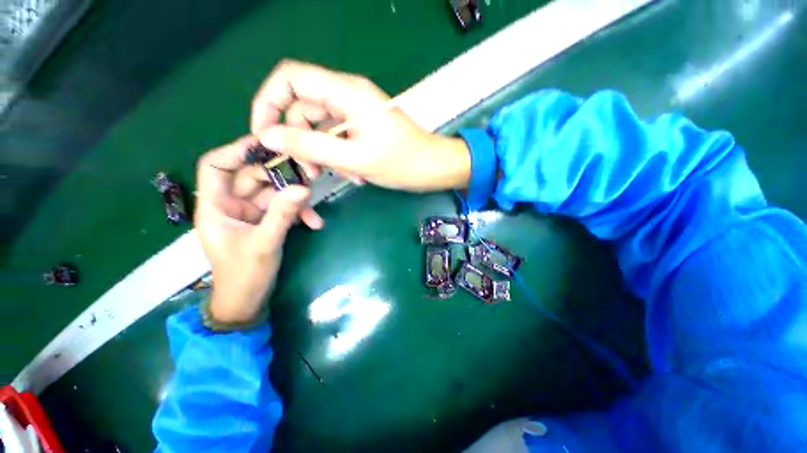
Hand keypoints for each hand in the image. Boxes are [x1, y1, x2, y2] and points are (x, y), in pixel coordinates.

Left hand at [195, 136, 322, 323]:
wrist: (248, 300)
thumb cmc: (244, 275)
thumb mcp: (264, 243)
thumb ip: (282, 215)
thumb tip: (302, 188)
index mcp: (215, 206)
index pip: (216, 166)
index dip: (237, 151)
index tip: (268, 145)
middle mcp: (231, 204)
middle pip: (253, 176)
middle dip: (280, 177)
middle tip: (306, 177)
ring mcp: (251, 212)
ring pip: (273, 192)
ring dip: (294, 198)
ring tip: (313, 206)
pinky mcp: (265, 221)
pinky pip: (282, 207)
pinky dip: (298, 212)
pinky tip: (315, 222)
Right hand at [251, 60, 471, 191]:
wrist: (433, 168)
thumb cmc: (402, 163)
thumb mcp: (355, 157)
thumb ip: (311, 145)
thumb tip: (269, 136)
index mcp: (346, 92)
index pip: (290, 78)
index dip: (268, 102)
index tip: (264, 135)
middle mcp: (347, 96)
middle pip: (303, 109)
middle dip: (302, 142)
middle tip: (311, 173)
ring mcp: (355, 113)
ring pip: (320, 129)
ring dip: (324, 155)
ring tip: (345, 175)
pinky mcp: (362, 128)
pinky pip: (337, 139)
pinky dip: (339, 158)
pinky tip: (356, 174)